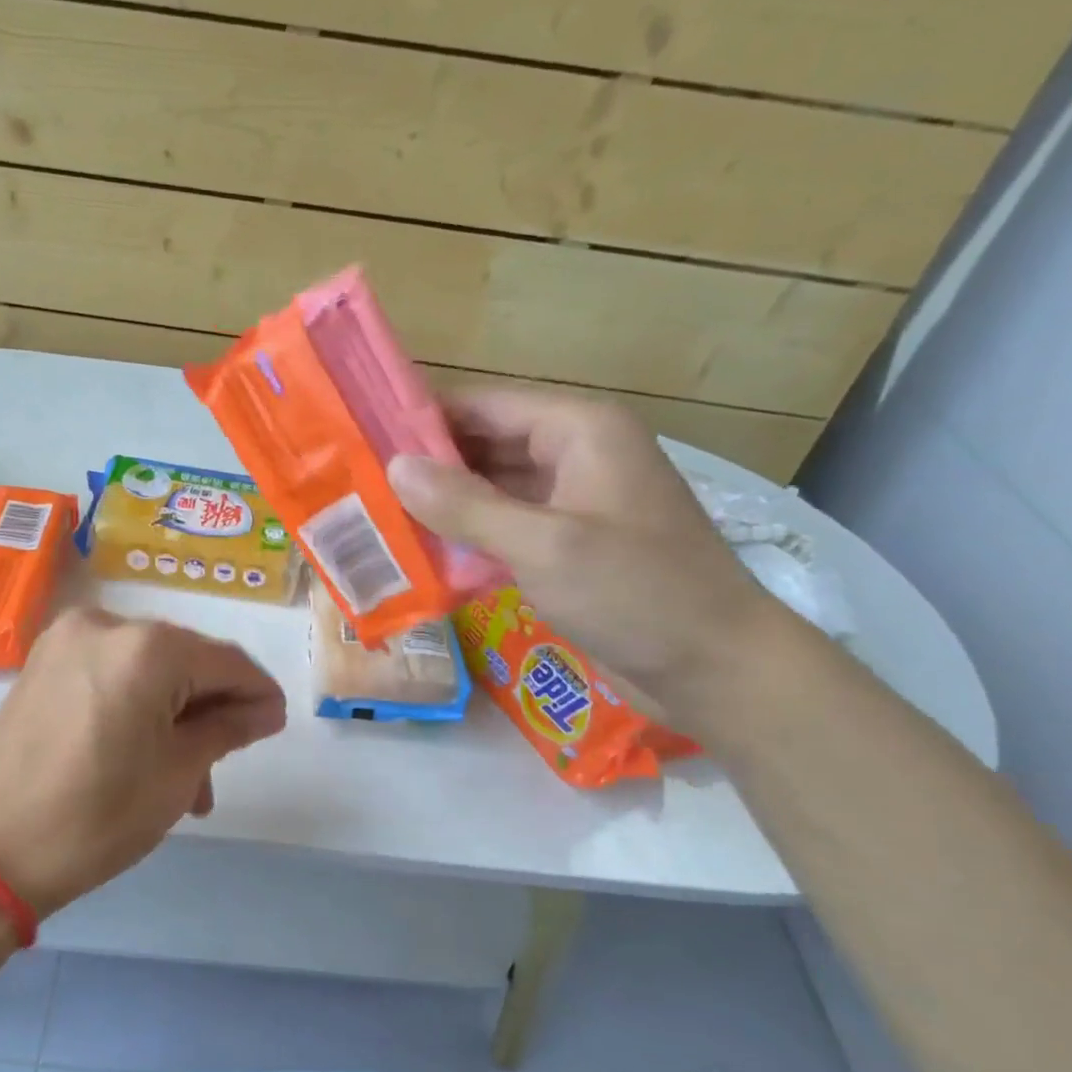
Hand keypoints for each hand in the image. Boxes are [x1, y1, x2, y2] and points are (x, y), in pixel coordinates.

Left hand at [0, 609, 286, 916]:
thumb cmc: (95, 817)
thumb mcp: (176, 775)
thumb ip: (228, 729)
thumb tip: (265, 710)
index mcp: (147, 647)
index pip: (227, 662)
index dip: (258, 694)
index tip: (274, 727)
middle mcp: (106, 624)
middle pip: (185, 660)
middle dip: (212, 710)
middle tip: (224, 765)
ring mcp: (66, 640)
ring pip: (147, 670)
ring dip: (174, 714)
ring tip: (184, 780)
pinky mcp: (42, 663)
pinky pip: (111, 674)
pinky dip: (137, 706)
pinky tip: (145, 753)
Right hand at [388, 388, 775, 721]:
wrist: (714, 665)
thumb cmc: (634, 592)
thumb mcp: (543, 544)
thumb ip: (465, 506)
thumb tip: (395, 467)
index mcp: (580, 431)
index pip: (484, 407)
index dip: (423, 419)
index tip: (361, 439)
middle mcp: (576, 456)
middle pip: (485, 447)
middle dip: (427, 468)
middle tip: (358, 488)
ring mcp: (574, 504)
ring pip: (492, 492)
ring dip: (443, 508)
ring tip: (375, 521)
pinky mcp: (570, 547)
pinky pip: (508, 530)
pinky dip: (469, 540)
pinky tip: (423, 557)